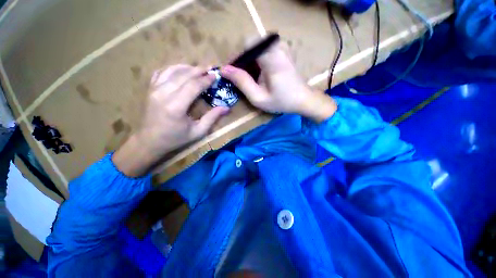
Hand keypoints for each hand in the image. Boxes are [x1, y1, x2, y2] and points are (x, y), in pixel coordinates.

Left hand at [113, 65, 228, 176]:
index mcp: (176, 107)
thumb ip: (212, 118)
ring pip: (172, 70)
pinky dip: (173, 68)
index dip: (206, 79)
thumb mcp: (198, 132)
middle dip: (199, 70)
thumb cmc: (175, 139)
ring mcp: (154, 89)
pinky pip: (162, 72)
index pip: (194, 86)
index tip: (215, 76)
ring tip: (199, 68)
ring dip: (187, 67)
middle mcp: (163, 94)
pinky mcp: (150, 89)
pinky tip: (182, 70)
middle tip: (210, 68)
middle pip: (184, 75)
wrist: (149, 141)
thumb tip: (226, 108)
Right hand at [221, 41, 336, 122]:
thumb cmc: (281, 101)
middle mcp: (277, 46)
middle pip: (251, 45)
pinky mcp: (283, 50)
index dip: (237, 58)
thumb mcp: (258, 97)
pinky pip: (263, 50)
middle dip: (242, 61)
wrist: (302, 99)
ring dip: (249, 62)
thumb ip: (241, 82)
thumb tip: (224, 70)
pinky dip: (257, 61)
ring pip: (256, 47)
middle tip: (241, 78)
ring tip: (250, 79)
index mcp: (271, 57)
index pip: (247, 45)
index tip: (232, 73)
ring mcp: (281, 46)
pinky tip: (259, 75)